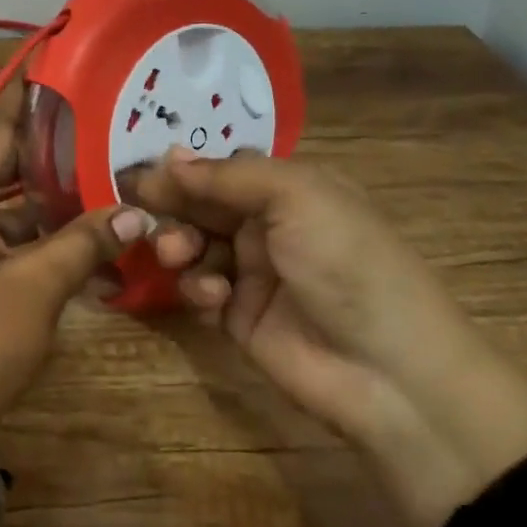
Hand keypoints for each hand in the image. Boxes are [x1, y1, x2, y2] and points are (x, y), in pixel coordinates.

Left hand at [0, 91, 153, 441]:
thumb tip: (135, 213)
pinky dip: (39, 234)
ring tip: (106, 181)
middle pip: (4, 163)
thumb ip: (84, 242)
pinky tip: (84, 239)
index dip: (32, 103)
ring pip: (8, 203)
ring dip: (50, 197)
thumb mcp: (38, 286)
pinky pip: (4, 236)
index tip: (68, 75)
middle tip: (106, 133)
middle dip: (53, 152)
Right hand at [128, 148, 526, 526]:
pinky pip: (201, 290)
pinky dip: (198, 288)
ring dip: (178, 245)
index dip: (183, 170)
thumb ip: (229, 176)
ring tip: (176, 255)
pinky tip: (212, 297)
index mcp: (291, 190)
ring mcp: (254, 274)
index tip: (139, 173)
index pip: (224, 169)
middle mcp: (270, 226)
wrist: (388, 370)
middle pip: (203, 206)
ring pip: (194, 246)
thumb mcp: (298, 197)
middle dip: (173, 207)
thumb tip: (169, 156)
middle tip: (138, 212)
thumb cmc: (347, 263)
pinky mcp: (240, 318)